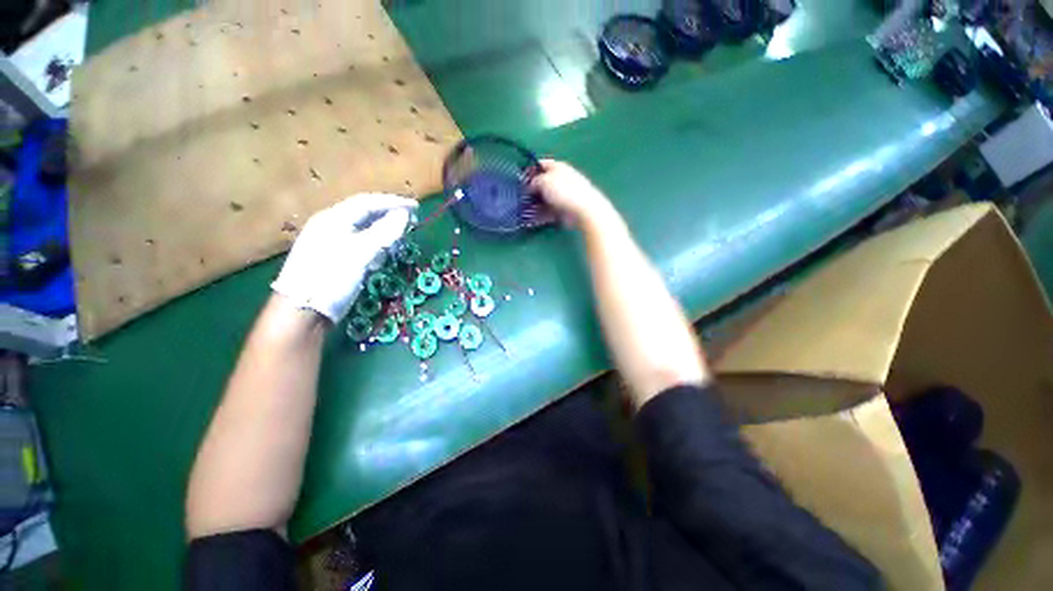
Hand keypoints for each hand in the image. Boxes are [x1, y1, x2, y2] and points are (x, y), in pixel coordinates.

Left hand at [271, 194, 417, 322]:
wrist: (302, 312)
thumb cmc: (330, 278)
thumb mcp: (360, 253)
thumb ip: (384, 232)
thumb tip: (405, 215)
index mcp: (333, 219)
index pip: (367, 202)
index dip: (393, 202)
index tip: (416, 207)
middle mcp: (329, 226)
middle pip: (364, 214)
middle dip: (388, 216)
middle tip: (410, 220)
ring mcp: (330, 243)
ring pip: (362, 230)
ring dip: (383, 231)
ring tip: (399, 237)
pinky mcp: (333, 259)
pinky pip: (359, 244)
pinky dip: (374, 246)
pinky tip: (381, 255)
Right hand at [530, 159, 614, 226]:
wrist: (584, 210)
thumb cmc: (563, 192)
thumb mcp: (544, 182)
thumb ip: (534, 181)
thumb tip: (531, 186)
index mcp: (558, 166)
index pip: (541, 164)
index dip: (530, 170)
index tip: (521, 180)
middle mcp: (563, 178)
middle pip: (544, 181)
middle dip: (534, 189)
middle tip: (523, 196)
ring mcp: (566, 194)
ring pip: (547, 197)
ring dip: (538, 203)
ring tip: (529, 209)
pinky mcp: (567, 208)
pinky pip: (552, 209)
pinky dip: (545, 213)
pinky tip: (537, 218)